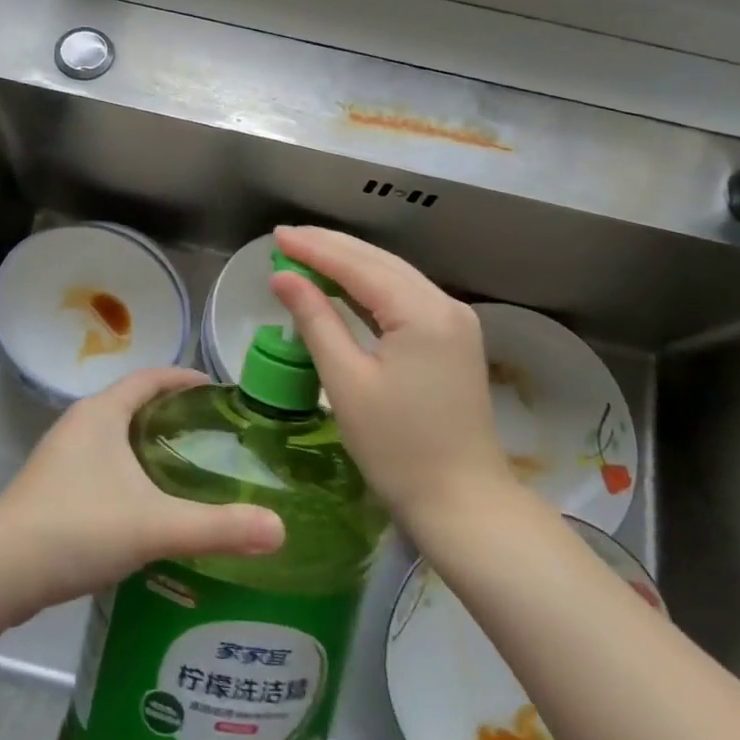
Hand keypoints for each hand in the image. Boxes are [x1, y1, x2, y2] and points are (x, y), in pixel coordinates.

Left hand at [0, 367, 285, 621]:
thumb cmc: (77, 528)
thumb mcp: (154, 526)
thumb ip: (217, 527)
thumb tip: (280, 530)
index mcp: (102, 412)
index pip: (151, 377)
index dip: (186, 378)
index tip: (220, 391)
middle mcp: (80, 424)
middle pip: (134, 403)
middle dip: (173, 413)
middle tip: (214, 435)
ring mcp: (61, 457)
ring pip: (116, 437)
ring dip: (149, 444)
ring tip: (188, 468)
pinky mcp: (52, 488)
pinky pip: (101, 465)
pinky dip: (129, 472)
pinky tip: (147, 506)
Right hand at [270, 226, 510, 531]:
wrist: (463, 503)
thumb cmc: (398, 449)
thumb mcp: (346, 382)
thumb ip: (315, 321)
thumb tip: (282, 277)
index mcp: (422, 312)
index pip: (358, 266)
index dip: (314, 249)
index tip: (276, 236)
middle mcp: (445, 305)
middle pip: (379, 262)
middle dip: (331, 248)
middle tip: (286, 239)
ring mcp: (454, 321)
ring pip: (394, 276)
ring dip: (349, 264)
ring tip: (305, 253)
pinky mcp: (453, 339)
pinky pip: (405, 298)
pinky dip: (370, 288)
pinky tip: (342, 285)